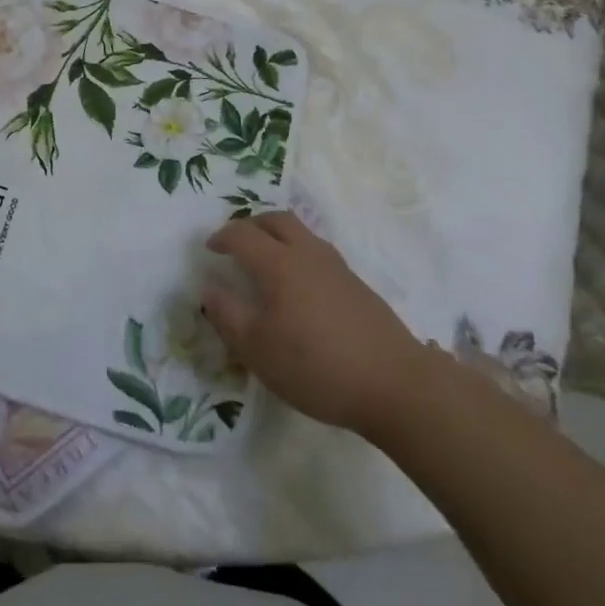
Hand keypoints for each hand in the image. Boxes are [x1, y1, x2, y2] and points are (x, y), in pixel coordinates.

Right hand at [202, 212, 430, 440]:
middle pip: (277, 220)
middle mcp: (308, 255)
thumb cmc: (316, 366)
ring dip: (278, 237)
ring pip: (302, 234)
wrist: (396, 384)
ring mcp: (337, 268)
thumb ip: (228, 316)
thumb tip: (209, 290)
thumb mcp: (257, 350)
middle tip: (237, 243)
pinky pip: (319, 254)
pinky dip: (299, 256)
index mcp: (279, 264)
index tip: (210, 249)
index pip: (243, 235)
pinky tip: (300, 289)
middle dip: (252, 225)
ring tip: (267, 262)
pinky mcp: (358, 286)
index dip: (222, 237)